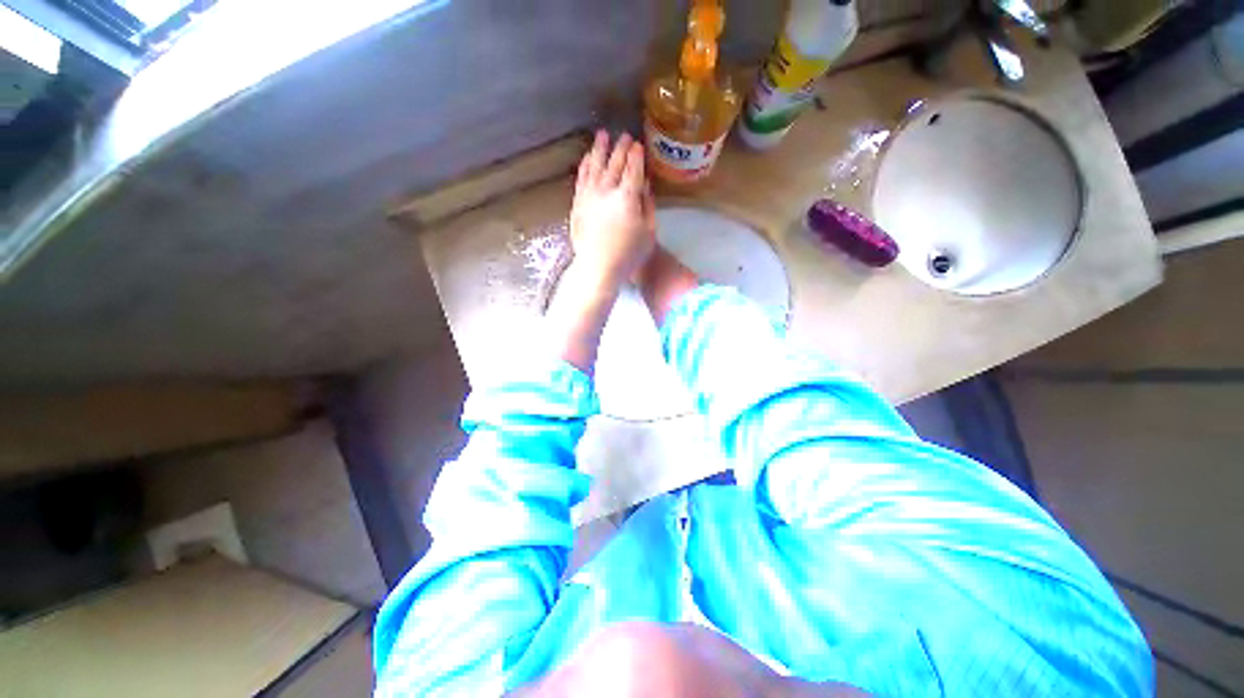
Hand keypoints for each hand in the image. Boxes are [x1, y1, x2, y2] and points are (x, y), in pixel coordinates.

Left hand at [570, 130, 655, 289]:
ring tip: (603, 135)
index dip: (637, 156)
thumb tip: (645, 186)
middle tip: (625, 136)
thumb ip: (648, 205)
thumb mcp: (649, 232)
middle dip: (621, 148)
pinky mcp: (578, 204)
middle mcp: (607, 191)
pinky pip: (581, 178)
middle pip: (614, 164)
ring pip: (594, 166)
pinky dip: (585, 165)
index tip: (639, 145)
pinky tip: (587, 158)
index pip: (633, 169)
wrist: (598, 268)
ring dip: (599, 149)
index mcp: (628, 198)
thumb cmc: (629, 254)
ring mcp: (589, 196)